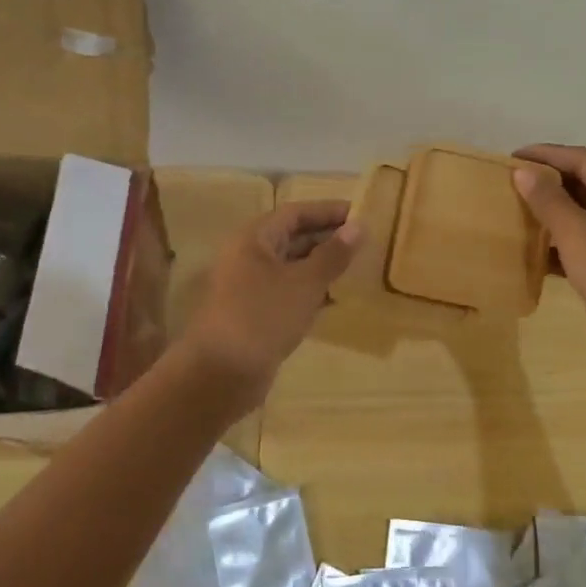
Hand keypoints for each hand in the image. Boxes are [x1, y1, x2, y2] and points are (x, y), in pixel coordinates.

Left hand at [179, 201, 359, 408]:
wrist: (220, 375)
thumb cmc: (262, 317)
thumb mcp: (304, 283)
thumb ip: (333, 254)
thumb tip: (359, 226)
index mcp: (254, 239)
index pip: (295, 213)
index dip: (327, 211)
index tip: (360, 213)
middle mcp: (249, 257)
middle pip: (292, 237)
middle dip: (327, 238)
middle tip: (365, 241)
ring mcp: (250, 288)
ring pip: (292, 267)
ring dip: (322, 266)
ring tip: (358, 267)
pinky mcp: (256, 315)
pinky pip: (288, 293)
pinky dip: (312, 291)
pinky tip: (337, 298)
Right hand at [512, 144, 585, 370]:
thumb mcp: (577, 232)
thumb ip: (548, 200)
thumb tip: (522, 172)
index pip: (583, 160)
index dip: (547, 154)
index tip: (512, 157)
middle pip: (582, 185)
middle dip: (546, 183)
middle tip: (510, 182)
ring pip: (579, 215)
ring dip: (549, 213)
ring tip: (514, 210)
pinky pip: (578, 243)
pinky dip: (555, 242)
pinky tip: (529, 248)